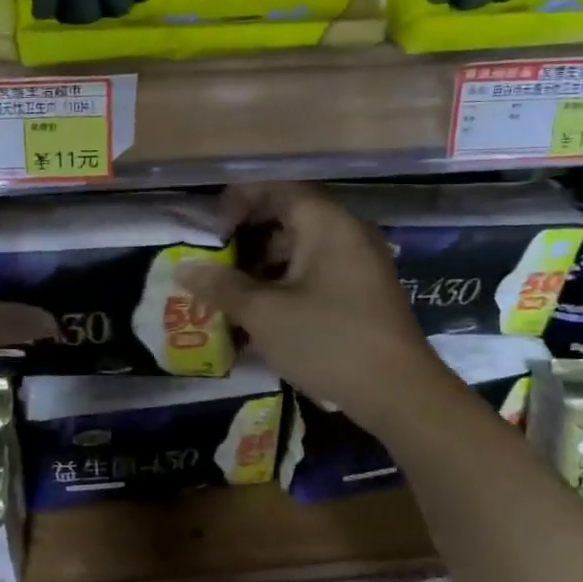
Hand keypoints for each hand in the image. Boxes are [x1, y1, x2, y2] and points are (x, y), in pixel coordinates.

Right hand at [176, 183, 445, 429]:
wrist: (398, 393)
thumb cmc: (328, 340)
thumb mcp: (264, 313)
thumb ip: (222, 286)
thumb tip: (184, 269)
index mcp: (327, 224)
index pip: (279, 189)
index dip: (240, 200)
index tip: (211, 227)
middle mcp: (348, 234)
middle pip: (290, 217)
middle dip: (248, 236)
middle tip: (215, 259)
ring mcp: (360, 264)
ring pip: (303, 248)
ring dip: (265, 264)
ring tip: (231, 290)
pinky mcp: (363, 293)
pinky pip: (317, 272)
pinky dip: (287, 283)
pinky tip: (262, 313)